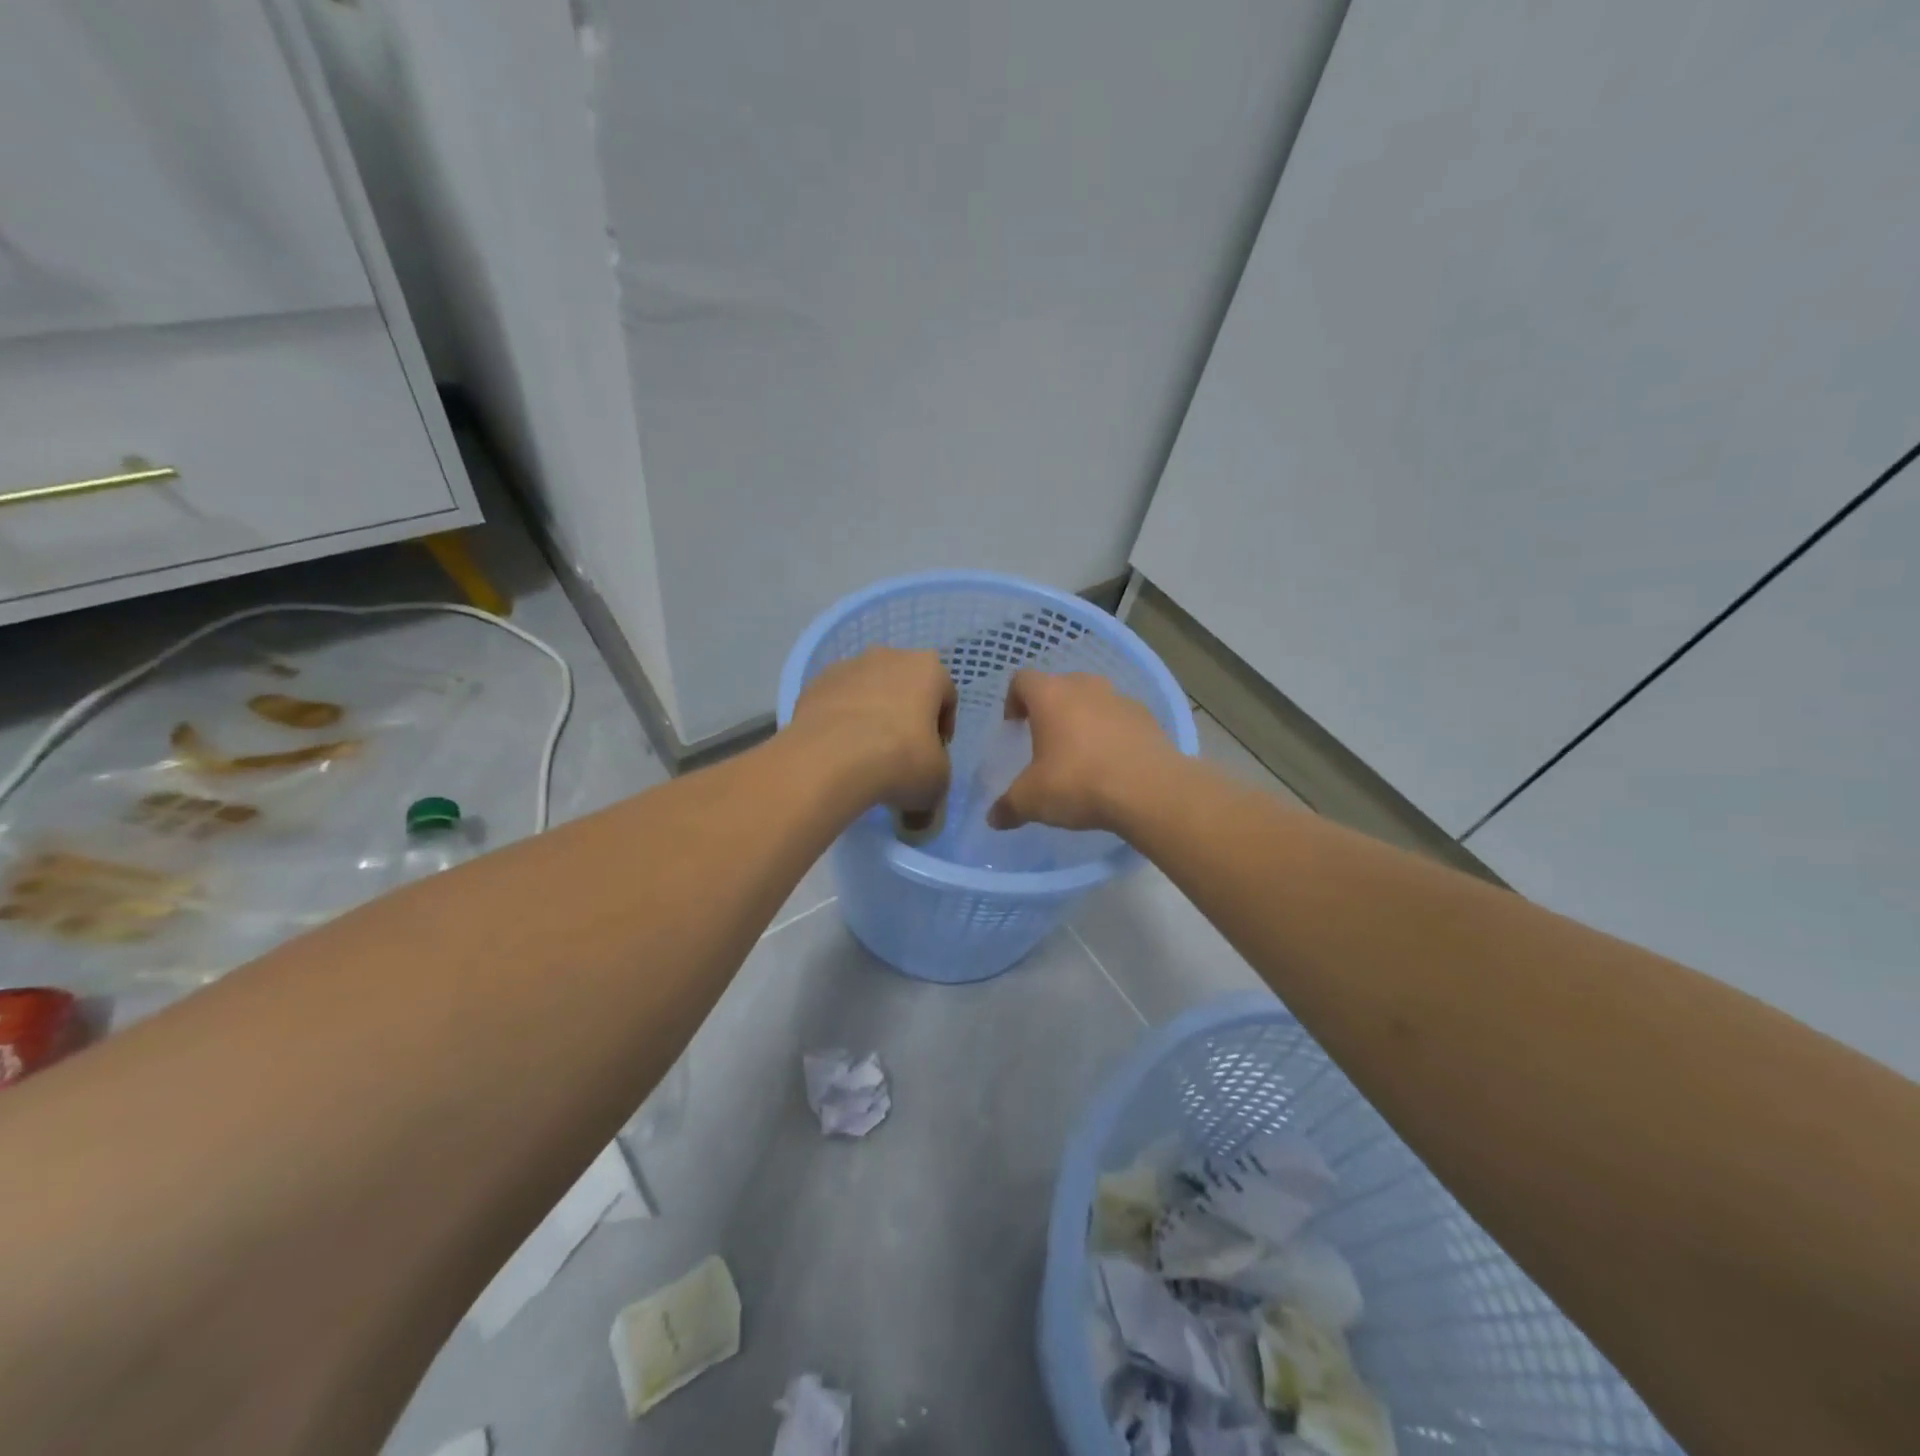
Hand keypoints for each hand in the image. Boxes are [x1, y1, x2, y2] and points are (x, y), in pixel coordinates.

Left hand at [788, 647, 956, 814]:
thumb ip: (934, 786)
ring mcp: (848, 667)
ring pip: (868, 691)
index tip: (935, 755)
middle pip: (905, 687)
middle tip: (902, 753)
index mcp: (928, 669)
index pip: (947, 696)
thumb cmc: (901, 760)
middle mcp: (889, 656)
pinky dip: (841, 721)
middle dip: (906, 715)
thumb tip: (920, 817)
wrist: (831, 759)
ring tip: (865, 755)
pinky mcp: (815, 684)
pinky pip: (837, 702)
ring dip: (871, 715)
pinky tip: (838, 752)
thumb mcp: (935, 783)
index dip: (943, 728)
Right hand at [988, 670, 1182, 832]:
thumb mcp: (1032, 801)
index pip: (1021, 679)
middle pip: (1060, 686)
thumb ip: (1008, 806)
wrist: (1150, 791)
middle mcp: (1085, 687)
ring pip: (1093, 700)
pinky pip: (1121, 719)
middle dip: (1050, 710)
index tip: (1015, 728)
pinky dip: (1112, 734)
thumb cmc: (1079, 783)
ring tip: (1082, 755)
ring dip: (1084, 719)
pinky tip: (1113, 765)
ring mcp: (1120, 698)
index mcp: (1050, 695)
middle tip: (1046, 742)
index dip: (1013, 701)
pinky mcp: (1148, 717)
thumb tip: (995, 818)